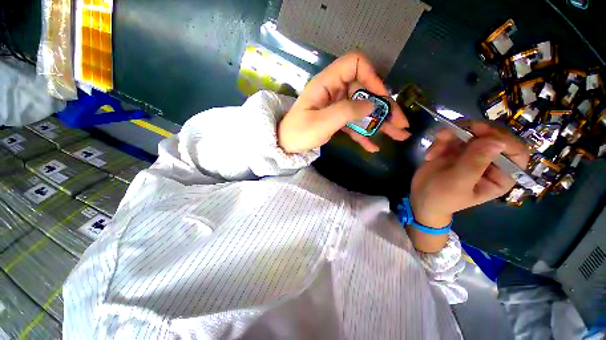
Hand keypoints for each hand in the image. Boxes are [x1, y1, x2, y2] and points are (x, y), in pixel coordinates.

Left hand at [278, 52, 409, 153]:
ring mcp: (336, 106)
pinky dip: (364, 134)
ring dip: (380, 123)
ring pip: (363, 110)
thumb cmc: (299, 132)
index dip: (371, 77)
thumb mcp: (322, 122)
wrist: (286, 145)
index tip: (381, 98)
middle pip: (365, 91)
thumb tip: (372, 105)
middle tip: (401, 123)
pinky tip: (373, 146)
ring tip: (399, 135)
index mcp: (327, 84)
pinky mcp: (336, 120)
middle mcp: (334, 91)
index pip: (355, 64)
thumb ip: (347, 111)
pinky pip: (354, 124)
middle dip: (384, 107)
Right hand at [411, 122, 529, 227]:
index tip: (482, 133)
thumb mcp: (458, 183)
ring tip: (434, 151)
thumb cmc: (441, 197)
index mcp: (501, 175)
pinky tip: (430, 155)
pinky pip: (453, 134)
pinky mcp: (455, 148)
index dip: (504, 140)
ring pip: (471, 132)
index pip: (517, 152)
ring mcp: (472, 153)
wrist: (420, 197)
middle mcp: (490, 161)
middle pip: (495, 136)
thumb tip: (497, 141)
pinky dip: (440, 141)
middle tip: (457, 129)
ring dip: (451, 136)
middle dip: (475, 131)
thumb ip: (475, 163)